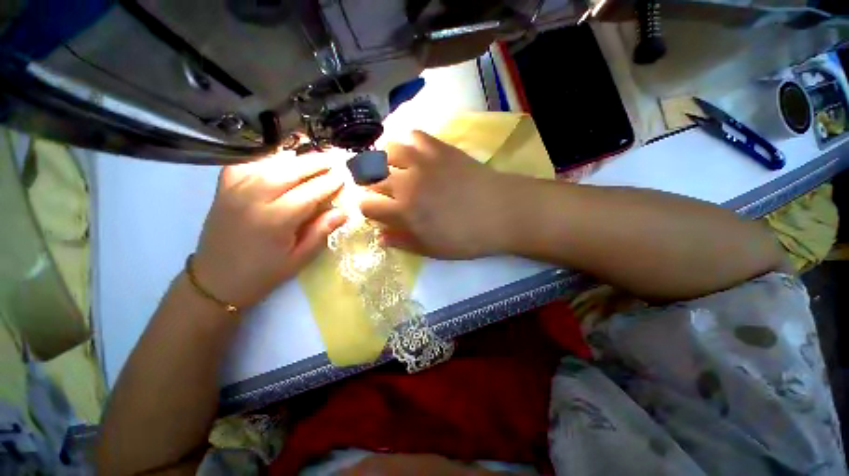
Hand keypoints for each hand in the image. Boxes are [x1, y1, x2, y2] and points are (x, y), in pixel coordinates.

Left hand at [193, 156, 345, 308]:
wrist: (215, 279)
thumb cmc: (263, 273)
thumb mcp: (299, 259)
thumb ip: (321, 232)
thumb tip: (343, 212)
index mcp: (275, 220)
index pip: (309, 193)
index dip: (329, 183)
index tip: (344, 176)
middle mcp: (253, 198)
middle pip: (289, 171)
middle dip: (315, 163)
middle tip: (334, 158)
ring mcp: (235, 190)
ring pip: (270, 164)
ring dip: (295, 159)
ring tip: (314, 158)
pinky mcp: (224, 188)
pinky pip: (248, 165)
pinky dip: (267, 160)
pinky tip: (281, 162)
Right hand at [360, 131, 514, 258]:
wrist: (501, 212)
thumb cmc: (467, 237)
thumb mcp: (433, 249)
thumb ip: (403, 242)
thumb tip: (379, 237)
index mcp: (404, 212)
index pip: (367, 205)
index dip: (366, 208)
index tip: (375, 211)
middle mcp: (406, 183)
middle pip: (371, 176)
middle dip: (369, 183)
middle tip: (378, 188)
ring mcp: (422, 162)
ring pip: (387, 150)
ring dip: (384, 159)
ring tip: (392, 166)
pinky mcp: (440, 148)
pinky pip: (415, 135)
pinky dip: (409, 142)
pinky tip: (415, 152)